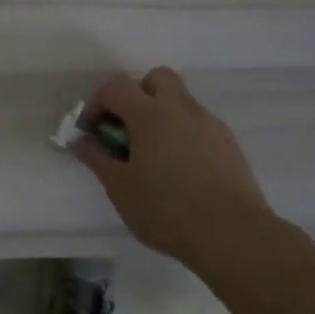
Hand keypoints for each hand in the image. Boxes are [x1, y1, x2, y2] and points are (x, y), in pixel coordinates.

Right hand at [71, 66, 282, 264]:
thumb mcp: (119, 187)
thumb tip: (81, 141)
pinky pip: (198, 124)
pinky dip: (182, 134)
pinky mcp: (229, 144)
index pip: (116, 87)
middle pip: (156, 78)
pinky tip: (180, 169)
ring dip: (161, 114)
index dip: (96, 104)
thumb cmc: (166, 210)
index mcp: (150, 114)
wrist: (233, 235)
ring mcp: (209, 124)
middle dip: (137, 94)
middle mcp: (181, 109)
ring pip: (180, 101)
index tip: (90, 131)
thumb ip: (97, 158)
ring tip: (153, 154)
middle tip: (127, 127)